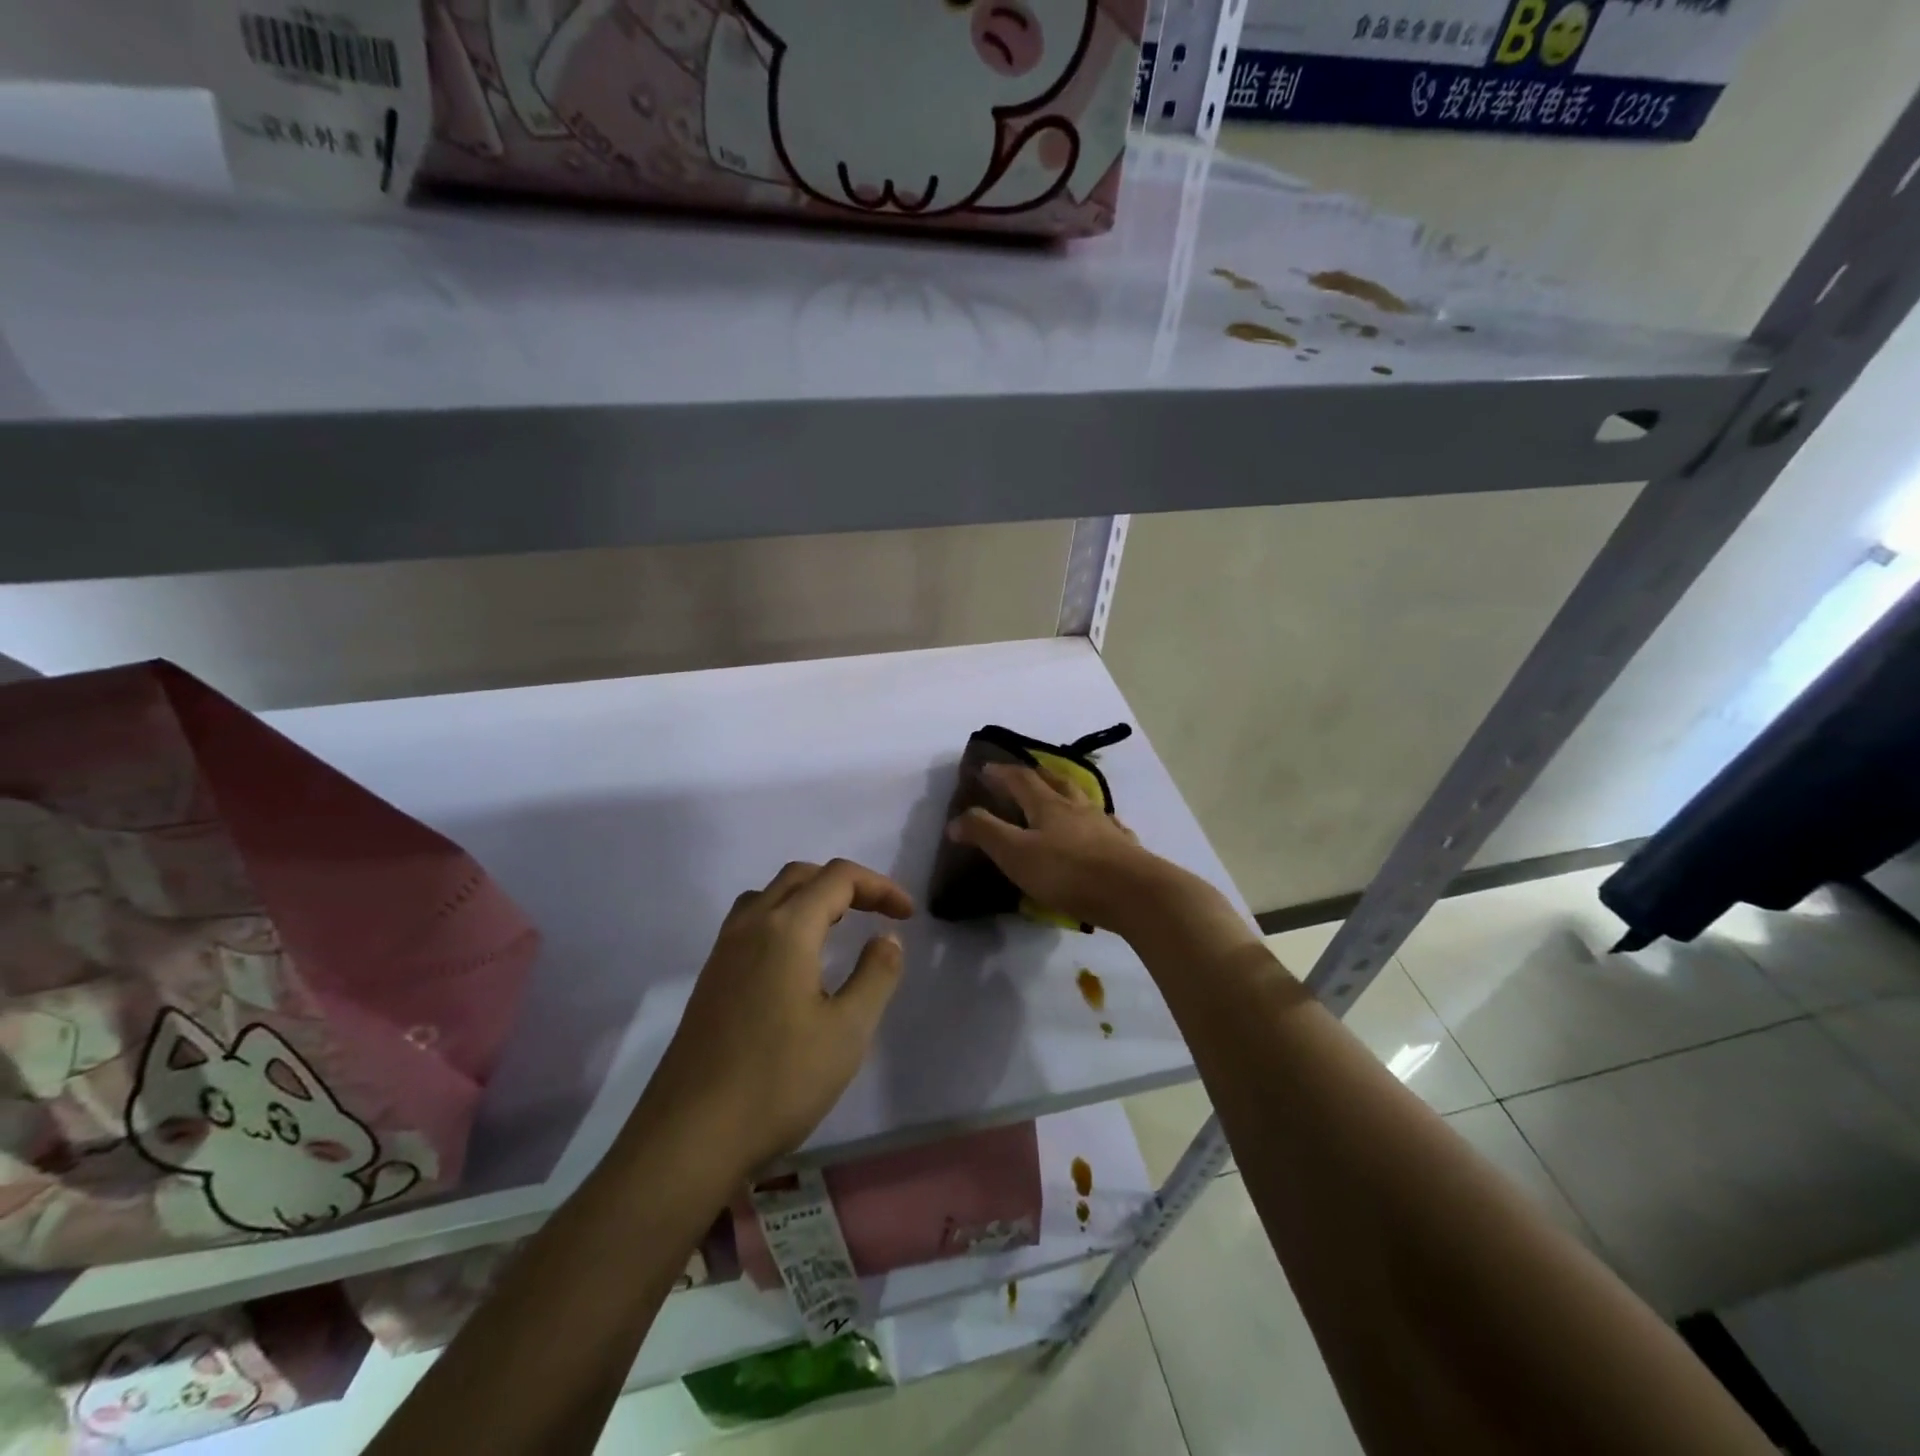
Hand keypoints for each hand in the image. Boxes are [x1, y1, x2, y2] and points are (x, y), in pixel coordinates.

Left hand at [634, 859, 913, 1176]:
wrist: (688, 1139)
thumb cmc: (778, 1082)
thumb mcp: (847, 1031)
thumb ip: (876, 975)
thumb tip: (886, 938)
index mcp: (786, 929)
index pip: (838, 877)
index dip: (879, 887)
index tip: (907, 916)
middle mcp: (750, 927)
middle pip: (800, 876)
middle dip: (846, 884)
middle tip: (878, 913)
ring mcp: (723, 952)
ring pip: (769, 896)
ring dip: (809, 897)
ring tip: (838, 927)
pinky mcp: (710, 980)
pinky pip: (750, 924)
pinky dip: (784, 919)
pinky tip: (796, 962)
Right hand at [946, 762, 1176, 933]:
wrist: (1134, 893)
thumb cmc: (1068, 872)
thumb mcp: (1016, 854)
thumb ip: (984, 834)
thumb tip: (955, 820)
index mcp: (1048, 806)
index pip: (1021, 780)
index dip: (1001, 773)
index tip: (985, 768)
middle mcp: (1078, 808)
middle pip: (1056, 782)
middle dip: (1037, 775)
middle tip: (1026, 773)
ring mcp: (1105, 826)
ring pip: (1084, 801)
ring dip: (1069, 793)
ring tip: (1063, 796)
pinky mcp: (1125, 848)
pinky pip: (1108, 826)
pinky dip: (1098, 822)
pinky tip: (1102, 828)